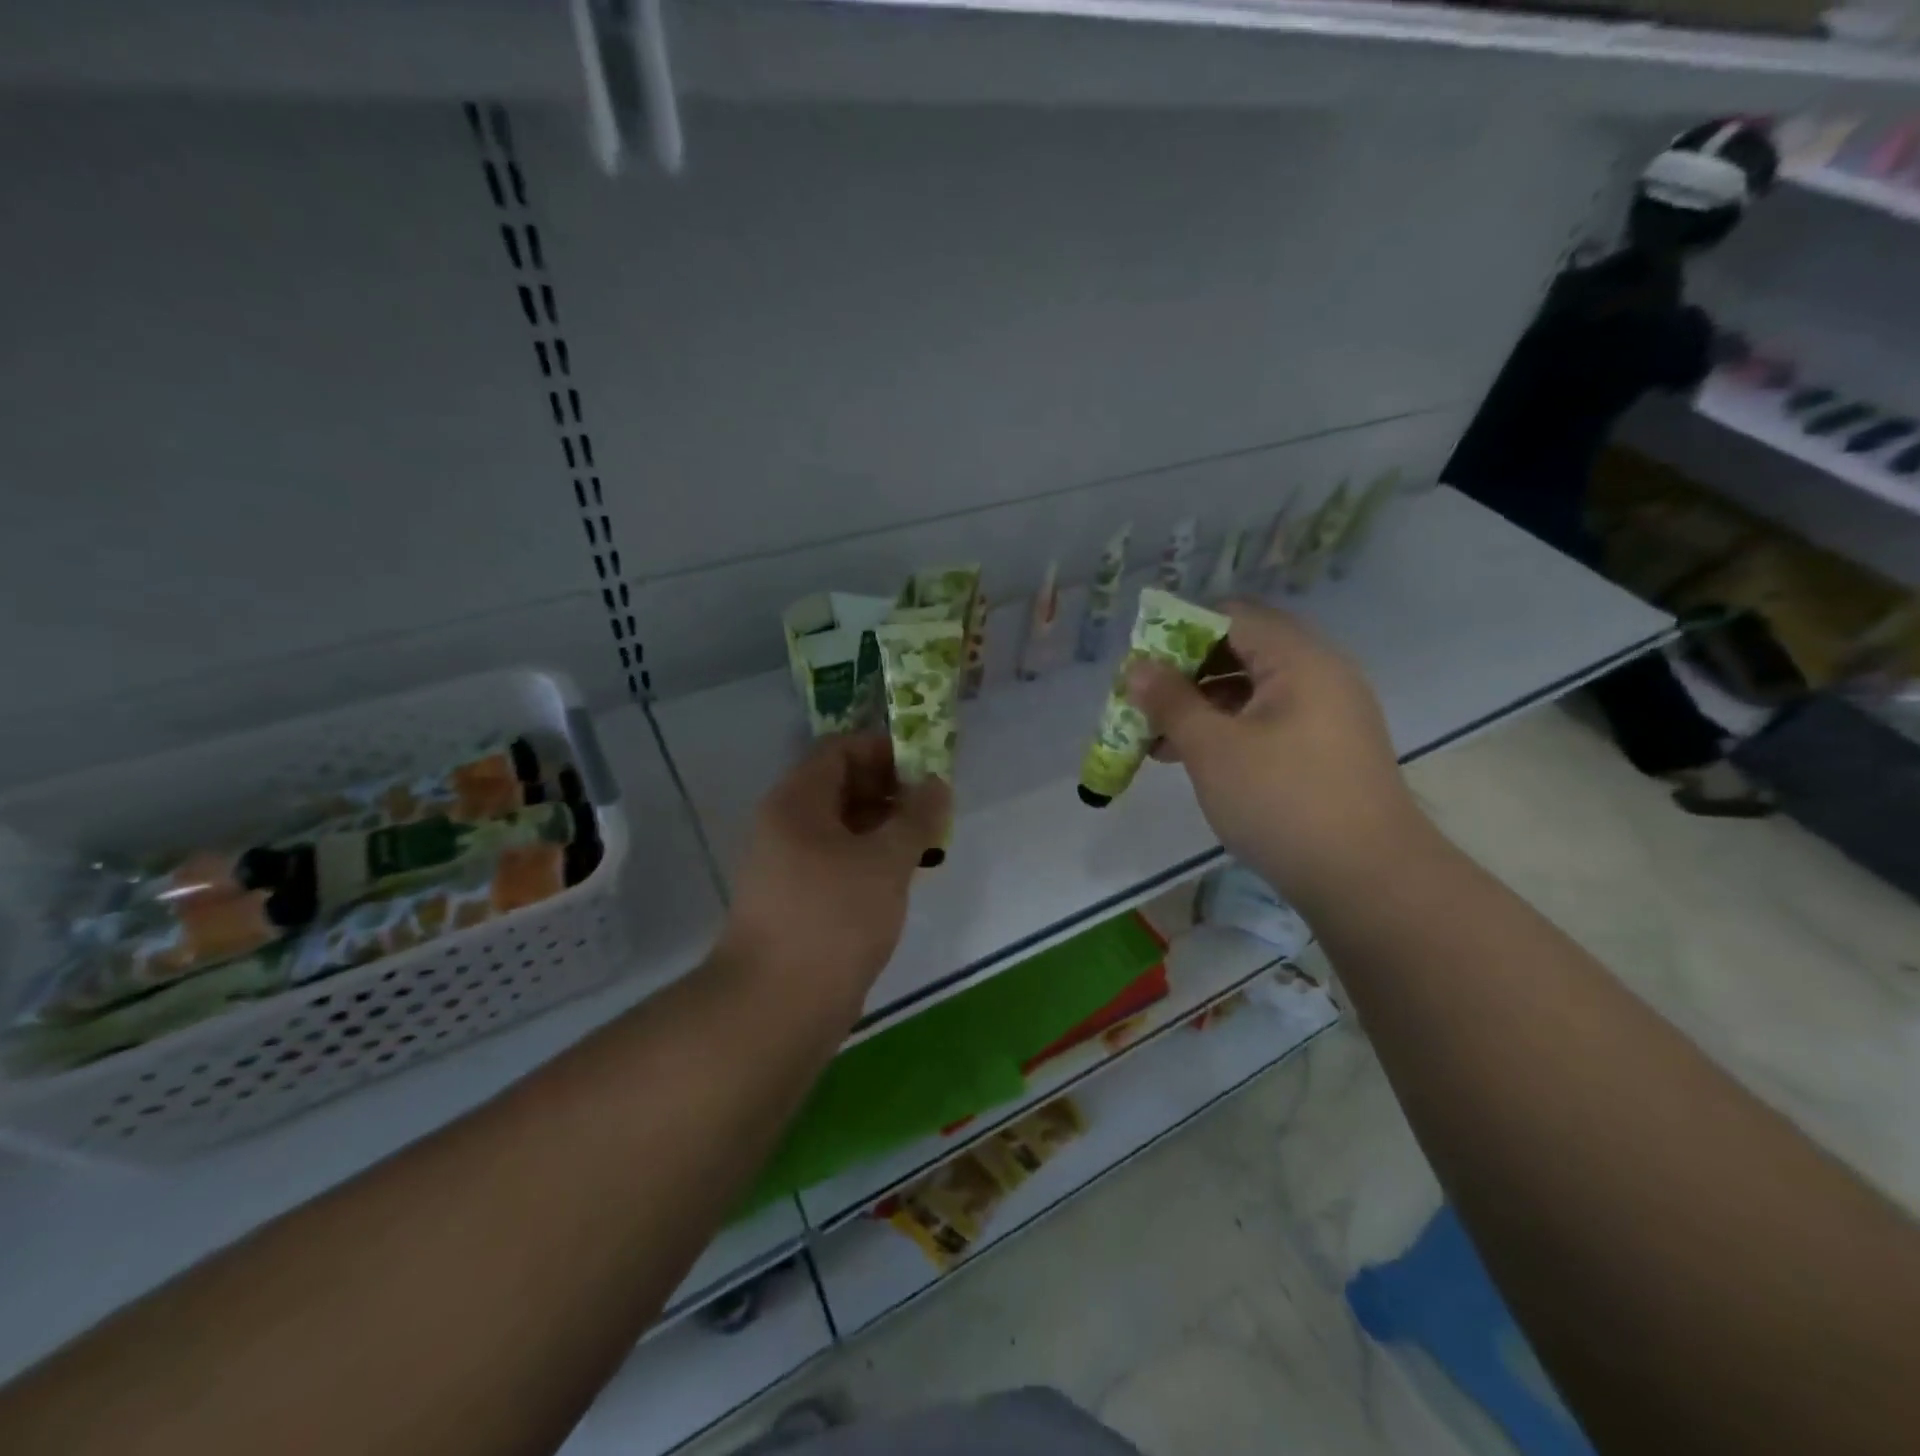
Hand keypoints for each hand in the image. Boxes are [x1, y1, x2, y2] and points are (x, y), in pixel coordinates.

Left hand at [716, 735, 949, 1018]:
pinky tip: (899, 879)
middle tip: (933, 811)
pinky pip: (836, 861)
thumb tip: (935, 784)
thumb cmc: (834, 918)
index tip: (927, 769)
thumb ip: (916, 817)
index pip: (840, 749)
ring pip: (841, 827)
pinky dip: (869, 860)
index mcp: (797, 800)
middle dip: (890, 791)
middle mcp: (785, 824)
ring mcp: (786, 864)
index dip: (885, 751)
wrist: (776, 1006)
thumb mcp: (886, 860)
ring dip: (883, 828)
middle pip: (840, 786)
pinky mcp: (795, 900)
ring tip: (925, 846)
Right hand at [1129, 600, 1425, 916]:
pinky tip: (1195, 758)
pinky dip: (1229, 729)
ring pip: (1252, 689)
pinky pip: (1268, 719)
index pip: (1231, 616)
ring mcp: (1328, 712)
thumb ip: (1171, 701)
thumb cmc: (1283, 801)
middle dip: (1186, 673)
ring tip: (1157, 739)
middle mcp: (1320, 673)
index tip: (1141, 665)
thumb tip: (1137, 668)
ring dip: (1202, 705)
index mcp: (1299, 658)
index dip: (1178, 632)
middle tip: (1145, 702)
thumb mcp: (1213, 749)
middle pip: (1241, 650)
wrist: (1369, 881)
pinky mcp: (1326, 748)